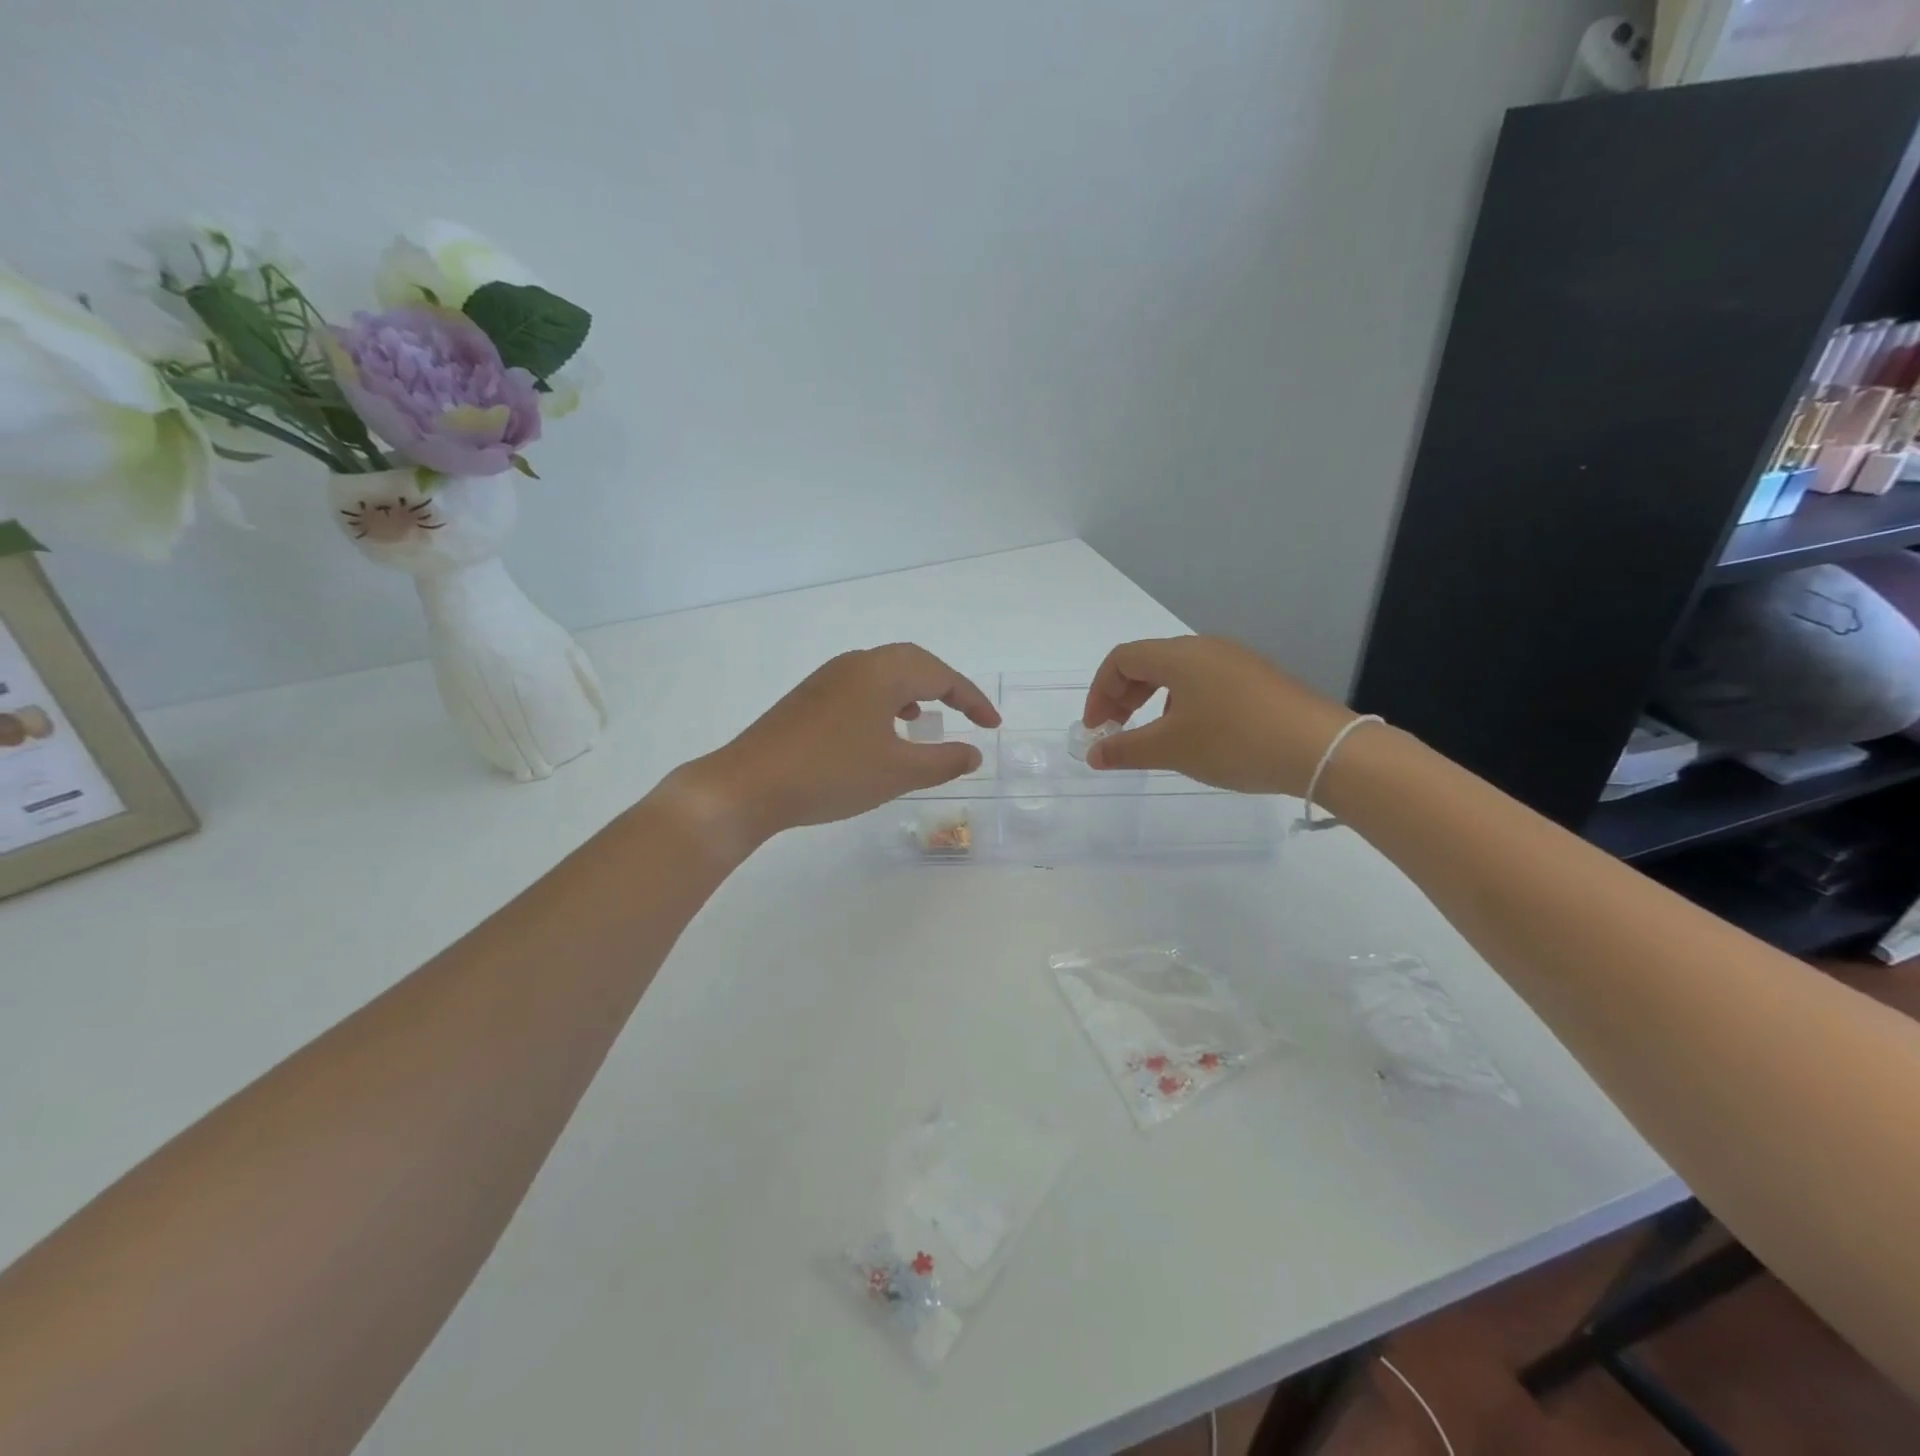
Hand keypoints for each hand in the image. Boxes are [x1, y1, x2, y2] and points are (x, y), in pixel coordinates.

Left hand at [673, 644, 1000, 849]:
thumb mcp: (897, 772)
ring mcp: (828, 678)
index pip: (942, 675)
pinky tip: (882, 731)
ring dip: (913, 691)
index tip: (993, 726)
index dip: (972, 699)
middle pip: (913, 662)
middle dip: (946, 687)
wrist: (748, 785)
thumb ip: (942, 761)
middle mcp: (856, 664)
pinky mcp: (809, 697)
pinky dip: (885, 701)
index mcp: (882, 672)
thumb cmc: (831, 774)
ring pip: (884, 673)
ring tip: (926, 720)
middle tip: (967, 715)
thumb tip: (973, 753)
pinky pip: (861, 686)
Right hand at [1080, 636, 1357, 795]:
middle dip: (1122, 695)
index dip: (1099, 692)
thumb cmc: (1234, 742)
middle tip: (1115, 731)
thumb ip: (1125, 749)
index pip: (1121, 659)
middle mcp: (1205, 648)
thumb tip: (1093, 754)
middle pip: (1148, 661)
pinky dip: (1181, 703)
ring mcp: (1235, 661)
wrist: (1320, 749)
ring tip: (1151, 736)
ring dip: (1151, 700)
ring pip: (1176, 673)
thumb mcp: (1171, 749)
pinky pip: (1203, 682)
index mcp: (1179, 655)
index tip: (1096, 729)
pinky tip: (1192, 734)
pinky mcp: (1256, 679)